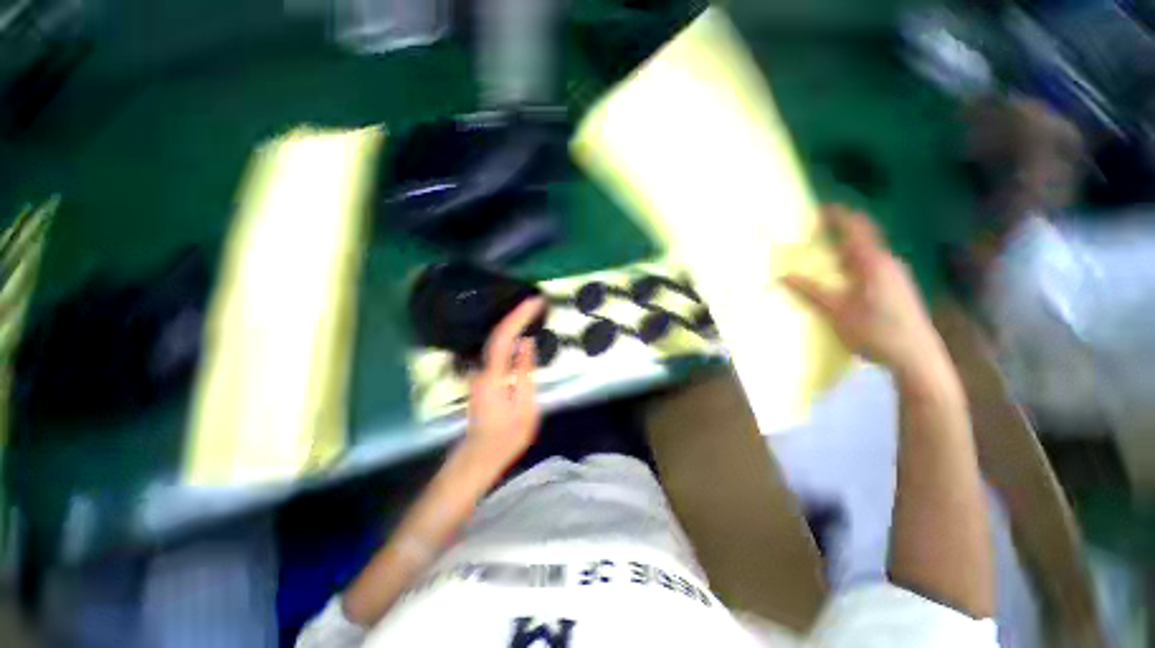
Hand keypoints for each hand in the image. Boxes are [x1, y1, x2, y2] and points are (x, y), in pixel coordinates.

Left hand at [464, 297, 544, 467]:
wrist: (480, 454)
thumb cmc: (507, 436)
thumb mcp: (525, 407)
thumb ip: (525, 373)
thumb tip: (526, 344)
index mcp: (493, 376)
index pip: (505, 337)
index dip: (519, 316)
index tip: (535, 302)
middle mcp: (482, 368)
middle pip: (498, 334)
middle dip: (518, 314)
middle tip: (538, 303)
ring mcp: (480, 372)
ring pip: (497, 340)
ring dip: (514, 323)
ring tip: (533, 312)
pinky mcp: (483, 376)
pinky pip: (498, 350)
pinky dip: (510, 336)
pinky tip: (521, 332)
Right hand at [783, 206, 947, 378]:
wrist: (916, 356)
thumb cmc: (875, 331)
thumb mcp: (836, 311)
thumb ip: (810, 291)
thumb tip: (782, 276)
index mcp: (873, 263)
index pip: (856, 228)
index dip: (839, 215)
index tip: (821, 208)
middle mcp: (888, 262)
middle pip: (865, 236)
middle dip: (843, 230)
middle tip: (819, 231)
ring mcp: (896, 274)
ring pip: (869, 252)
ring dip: (848, 248)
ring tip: (826, 255)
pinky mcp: (899, 286)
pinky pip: (874, 264)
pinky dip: (856, 262)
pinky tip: (845, 278)